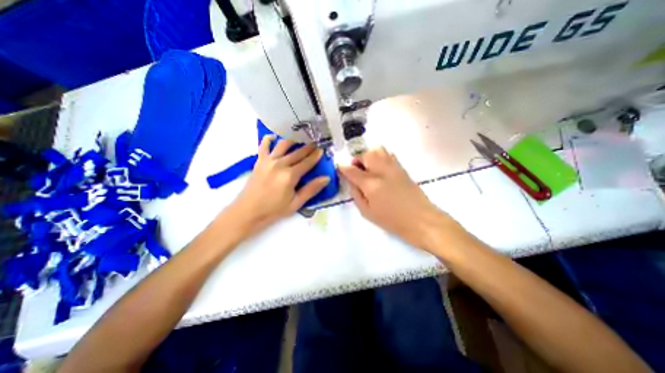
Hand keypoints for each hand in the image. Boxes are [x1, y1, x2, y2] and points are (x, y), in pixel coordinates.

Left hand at [226, 135, 329, 236]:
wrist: (248, 211)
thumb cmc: (273, 210)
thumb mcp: (296, 203)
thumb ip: (311, 189)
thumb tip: (326, 178)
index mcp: (290, 175)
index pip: (307, 162)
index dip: (316, 156)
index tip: (322, 149)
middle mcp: (280, 164)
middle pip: (297, 152)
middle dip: (308, 147)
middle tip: (315, 142)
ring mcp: (268, 161)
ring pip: (283, 145)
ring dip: (293, 140)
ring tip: (300, 139)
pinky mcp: (259, 161)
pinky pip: (264, 146)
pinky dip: (269, 139)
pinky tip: (274, 137)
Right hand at [338, 147, 451, 248]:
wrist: (421, 220)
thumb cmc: (392, 221)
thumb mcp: (367, 212)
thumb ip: (356, 194)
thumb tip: (351, 181)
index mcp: (371, 184)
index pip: (352, 170)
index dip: (342, 168)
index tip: (339, 168)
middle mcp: (381, 171)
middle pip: (365, 154)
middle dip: (357, 160)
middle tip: (357, 171)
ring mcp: (393, 167)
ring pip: (378, 150)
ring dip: (369, 156)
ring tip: (368, 168)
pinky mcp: (402, 168)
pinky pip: (388, 154)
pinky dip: (380, 157)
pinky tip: (380, 169)